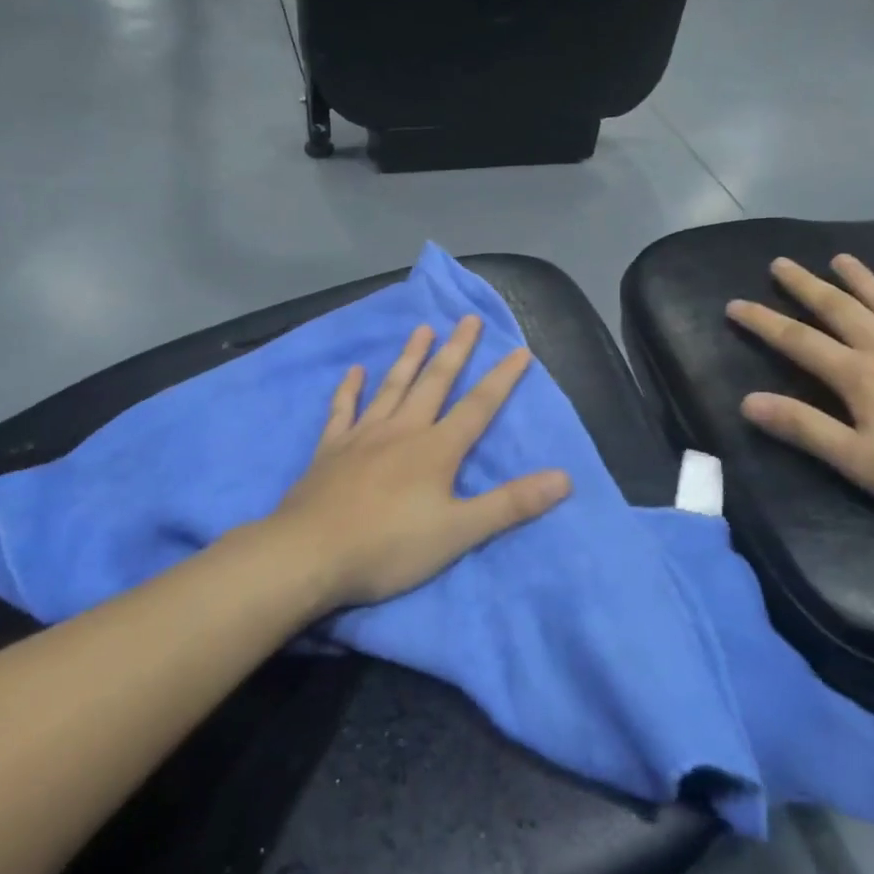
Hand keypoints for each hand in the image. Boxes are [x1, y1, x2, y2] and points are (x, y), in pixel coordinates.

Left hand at [268, 316, 571, 608]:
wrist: (309, 554)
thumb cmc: (389, 548)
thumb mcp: (459, 532)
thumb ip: (511, 504)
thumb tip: (564, 477)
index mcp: (436, 449)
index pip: (478, 406)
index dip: (502, 378)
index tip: (519, 349)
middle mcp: (402, 431)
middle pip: (434, 383)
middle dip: (455, 350)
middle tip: (468, 319)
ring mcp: (363, 436)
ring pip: (392, 387)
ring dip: (410, 357)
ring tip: (423, 329)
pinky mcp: (331, 449)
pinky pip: (342, 410)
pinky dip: (349, 389)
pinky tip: (354, 370)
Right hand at [726, 254, 873, 536]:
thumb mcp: (858, 462)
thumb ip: (803, 428)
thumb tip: (748, 401)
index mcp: (860, 376)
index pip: (798, 342)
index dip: (763, 322)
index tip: (735, 303)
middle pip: (840, 310)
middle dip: (806, 287)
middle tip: (781, 263)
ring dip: (863, 280)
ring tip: (841, 258)